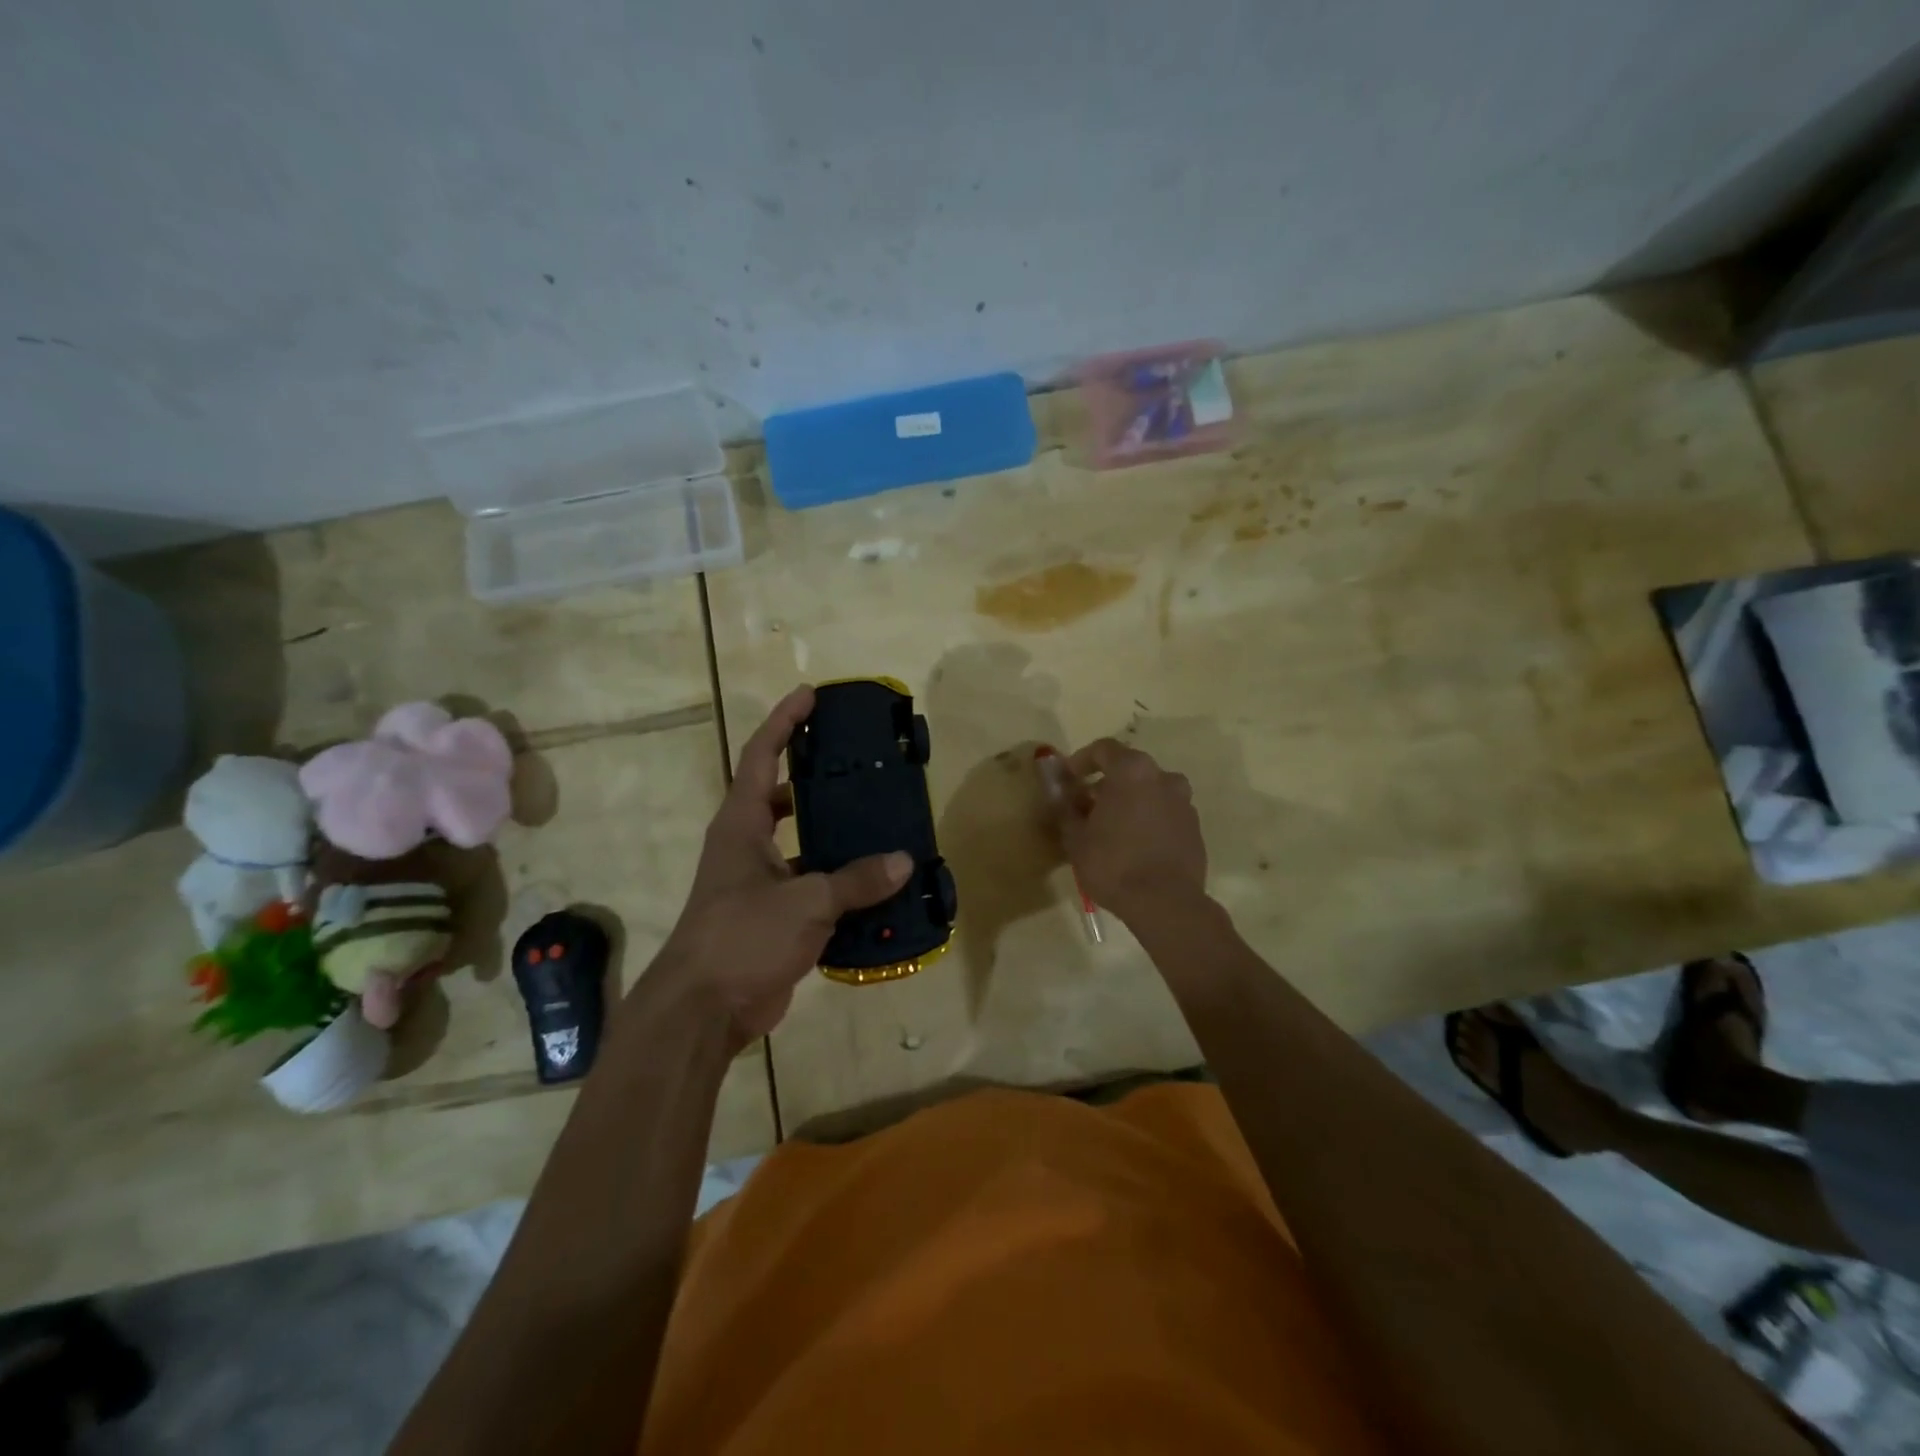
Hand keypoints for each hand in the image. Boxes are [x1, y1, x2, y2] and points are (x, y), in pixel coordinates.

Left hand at [653, 686, 911, 1047]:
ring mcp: (760, 884)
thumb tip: (904, 861)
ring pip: (803, 845)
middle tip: (859, 764)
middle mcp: (747, 846)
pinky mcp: (774, 919)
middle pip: (782, 796)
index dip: (783, 722)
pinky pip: (814, 888)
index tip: (810, 696)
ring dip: (835, 835)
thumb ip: (856, 880)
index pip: (760, 756)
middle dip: (816, 777)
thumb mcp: (805, 903)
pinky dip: (842, 885)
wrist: (703, 1011)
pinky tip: (879, 886)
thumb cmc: (742, 937)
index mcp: (741, 825)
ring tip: (881, 822)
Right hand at [1050, 738, 1206, 919]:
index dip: (1082, 760)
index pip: (1103, 749)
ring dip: (1130, 800)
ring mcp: (1184, 802)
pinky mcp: (1195, 828)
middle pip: (1130, 769)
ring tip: (1112, 827)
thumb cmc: (1113, 864)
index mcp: (1132, 771)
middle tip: (1087, 806)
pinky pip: (1165, 813)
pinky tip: (1134, 844)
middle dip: (1106, 783)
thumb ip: (1065, 807)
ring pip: (1150, 791)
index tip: (1069, 778)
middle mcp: (1163, 777)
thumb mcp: (1075, 837)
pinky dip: (1148, 819)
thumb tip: (1058, 791)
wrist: (1165, 904)